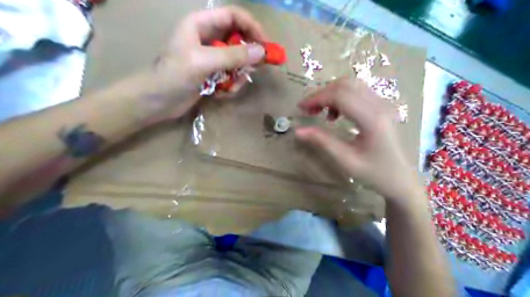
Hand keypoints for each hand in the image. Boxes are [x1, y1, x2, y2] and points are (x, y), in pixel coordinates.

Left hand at [142, 7, 267, 121]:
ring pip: (237, 61)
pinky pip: (231, 76)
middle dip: (246, 58)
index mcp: (201, 24)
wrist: (157, 102)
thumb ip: (233, 55)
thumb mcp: (204, 62)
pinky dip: (230, 86)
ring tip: (230, 87)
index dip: (252, 27)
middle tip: (252, 71)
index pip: (234, 16)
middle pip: (239, 40)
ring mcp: (211, 58)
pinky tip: (220, 94)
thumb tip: (262, 51)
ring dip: (238, 76)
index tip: (265, 45)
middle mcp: (208, 38)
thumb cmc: (174, 76)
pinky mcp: (212, 74)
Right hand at [297, 76, 420, 201]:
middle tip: (308, 110)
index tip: (300, 108)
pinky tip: (336, 114)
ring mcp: (383, 104)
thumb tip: (297, 131)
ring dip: (331, 94)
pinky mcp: (382, 107)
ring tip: (321, 112)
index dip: (317, 98)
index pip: (340, 95)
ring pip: (352, 85)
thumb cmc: (375, 174)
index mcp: (372, 119)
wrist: (402, 180)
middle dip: (322, 93)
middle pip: (345, 85)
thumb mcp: (346, 160)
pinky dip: (342, 97)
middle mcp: (380, 105)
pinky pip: (359, 92)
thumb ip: (322, 141)